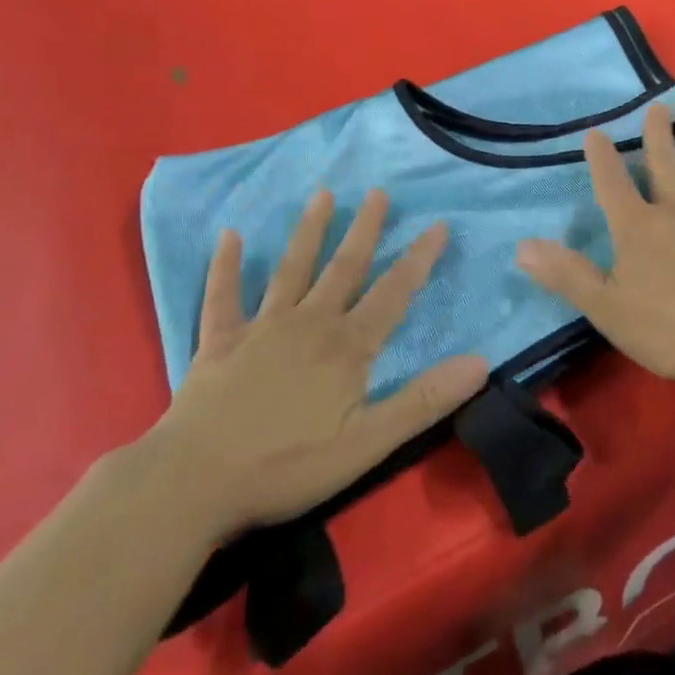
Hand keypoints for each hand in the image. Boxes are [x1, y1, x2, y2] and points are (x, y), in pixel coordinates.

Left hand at [144, 189, 488, 544]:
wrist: (195, 483)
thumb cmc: (287, 465)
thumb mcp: (368, 443)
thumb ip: (423, 400)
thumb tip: (480, 362)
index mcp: (346, 346)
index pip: (393, 293)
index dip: (418, 259)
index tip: (438, 224)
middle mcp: (308, 323)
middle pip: (343, 267)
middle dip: (364, 228)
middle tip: (377, 191)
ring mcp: (261, 328)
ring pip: (291, 269)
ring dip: (308, 231)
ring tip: (322, 194)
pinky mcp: (218, 342)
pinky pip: (222, 296)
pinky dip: (225, 266)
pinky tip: (229, 235)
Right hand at [515, 101, 674, 386]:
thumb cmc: (671, 330)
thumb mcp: (607, 309)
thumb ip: (566, 275)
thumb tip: (521, 247)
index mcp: (638, 228)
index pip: (612, 184)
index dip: (601, 158)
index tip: (595, 132)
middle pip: (662, 162)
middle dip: (657, 132)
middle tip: (656, 106)